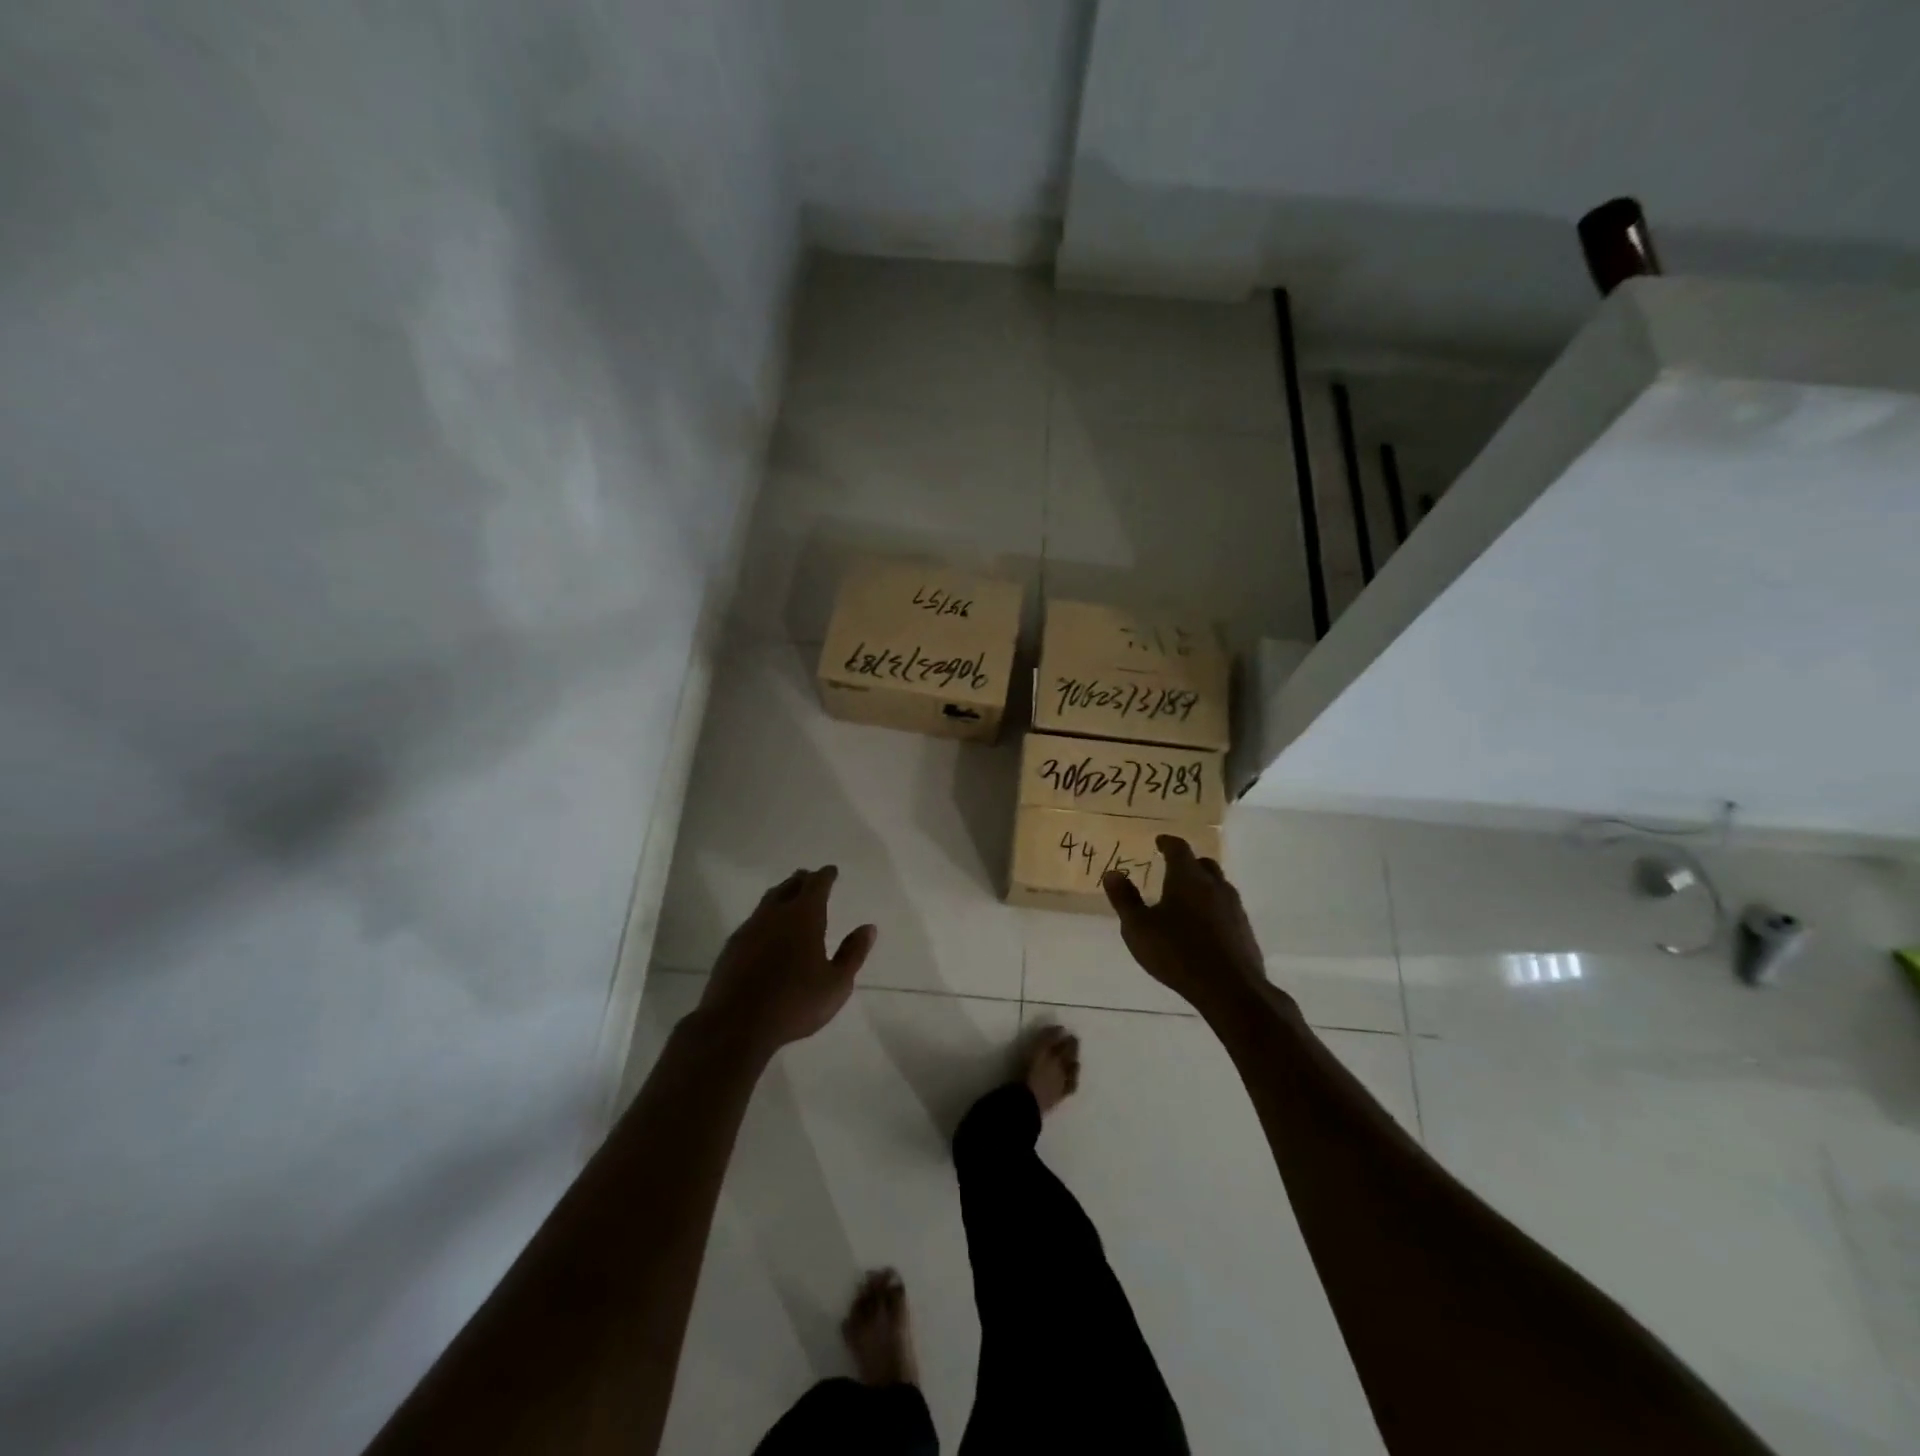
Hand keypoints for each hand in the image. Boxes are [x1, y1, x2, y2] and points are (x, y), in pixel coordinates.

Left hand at [697, 867, 876, 1054]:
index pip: (816, 885)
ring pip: (768, 901)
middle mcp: (775, 914)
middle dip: (802, 880)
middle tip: (810, 878)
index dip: (825, 875)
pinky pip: (753, 921)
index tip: (831, 871)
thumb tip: (868, 928)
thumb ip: (853, 953)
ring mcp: (749, 929)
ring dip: (781, 894)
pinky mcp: (732, 947)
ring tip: (789, 897)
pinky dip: (766, 917)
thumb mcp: (836, 984)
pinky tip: (767, 931)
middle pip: (789, 886)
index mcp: (804, 917)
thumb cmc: (794, 1003)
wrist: (736, 1025)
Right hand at [1103, 835, 1276, 1017]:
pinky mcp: (1244, 930)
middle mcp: (1214, 885)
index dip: (1168, 843)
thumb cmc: (1177, 952)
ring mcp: (1234, 907)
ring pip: (1218, 886)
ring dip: (1203, 886)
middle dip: (1188, 863)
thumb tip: (1112, 873)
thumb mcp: (1138, 928)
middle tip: (1172, 869)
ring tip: (1186, 899)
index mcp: (1187, 878)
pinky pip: (1226, 909)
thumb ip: (1125, 899)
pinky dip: (1213, 909)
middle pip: (1203, 864)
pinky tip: (1203, 927)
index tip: (1159, 842)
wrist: (1230, 989)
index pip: (1179, 848)